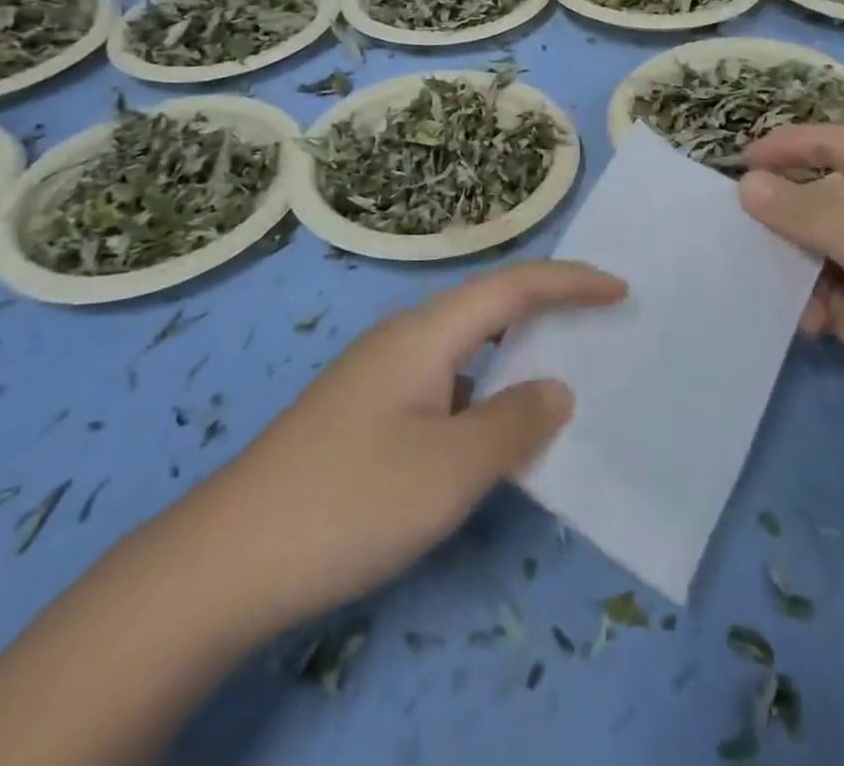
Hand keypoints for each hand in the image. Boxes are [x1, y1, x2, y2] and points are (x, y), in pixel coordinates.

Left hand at [188, 261, 625, 636]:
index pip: (512, 286)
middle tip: (601, 327)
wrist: (224, 562)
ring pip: (466, 350)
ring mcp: (380, 377)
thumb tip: (555, 388)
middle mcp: (404, 340)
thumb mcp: (448, 470)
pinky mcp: (367, 414)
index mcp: (425, 333)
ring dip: (515, 356)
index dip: (570, 281)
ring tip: (562, 376)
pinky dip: (485, 394)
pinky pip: (446, 385)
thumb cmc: (348, 502)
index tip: (620, 289)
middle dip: (548, 310)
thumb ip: (514, 423)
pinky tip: (494, 433)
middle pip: (489, 308)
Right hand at [737, 125, 843, 381]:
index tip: (738, 167)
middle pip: (827, 202)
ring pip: (840, 247)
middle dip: (800, 246)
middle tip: (771, 271)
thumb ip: (797, 211)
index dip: (780, 148)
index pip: (825, 139)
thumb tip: (746, 184)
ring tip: (819, 327)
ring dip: (822, 286)